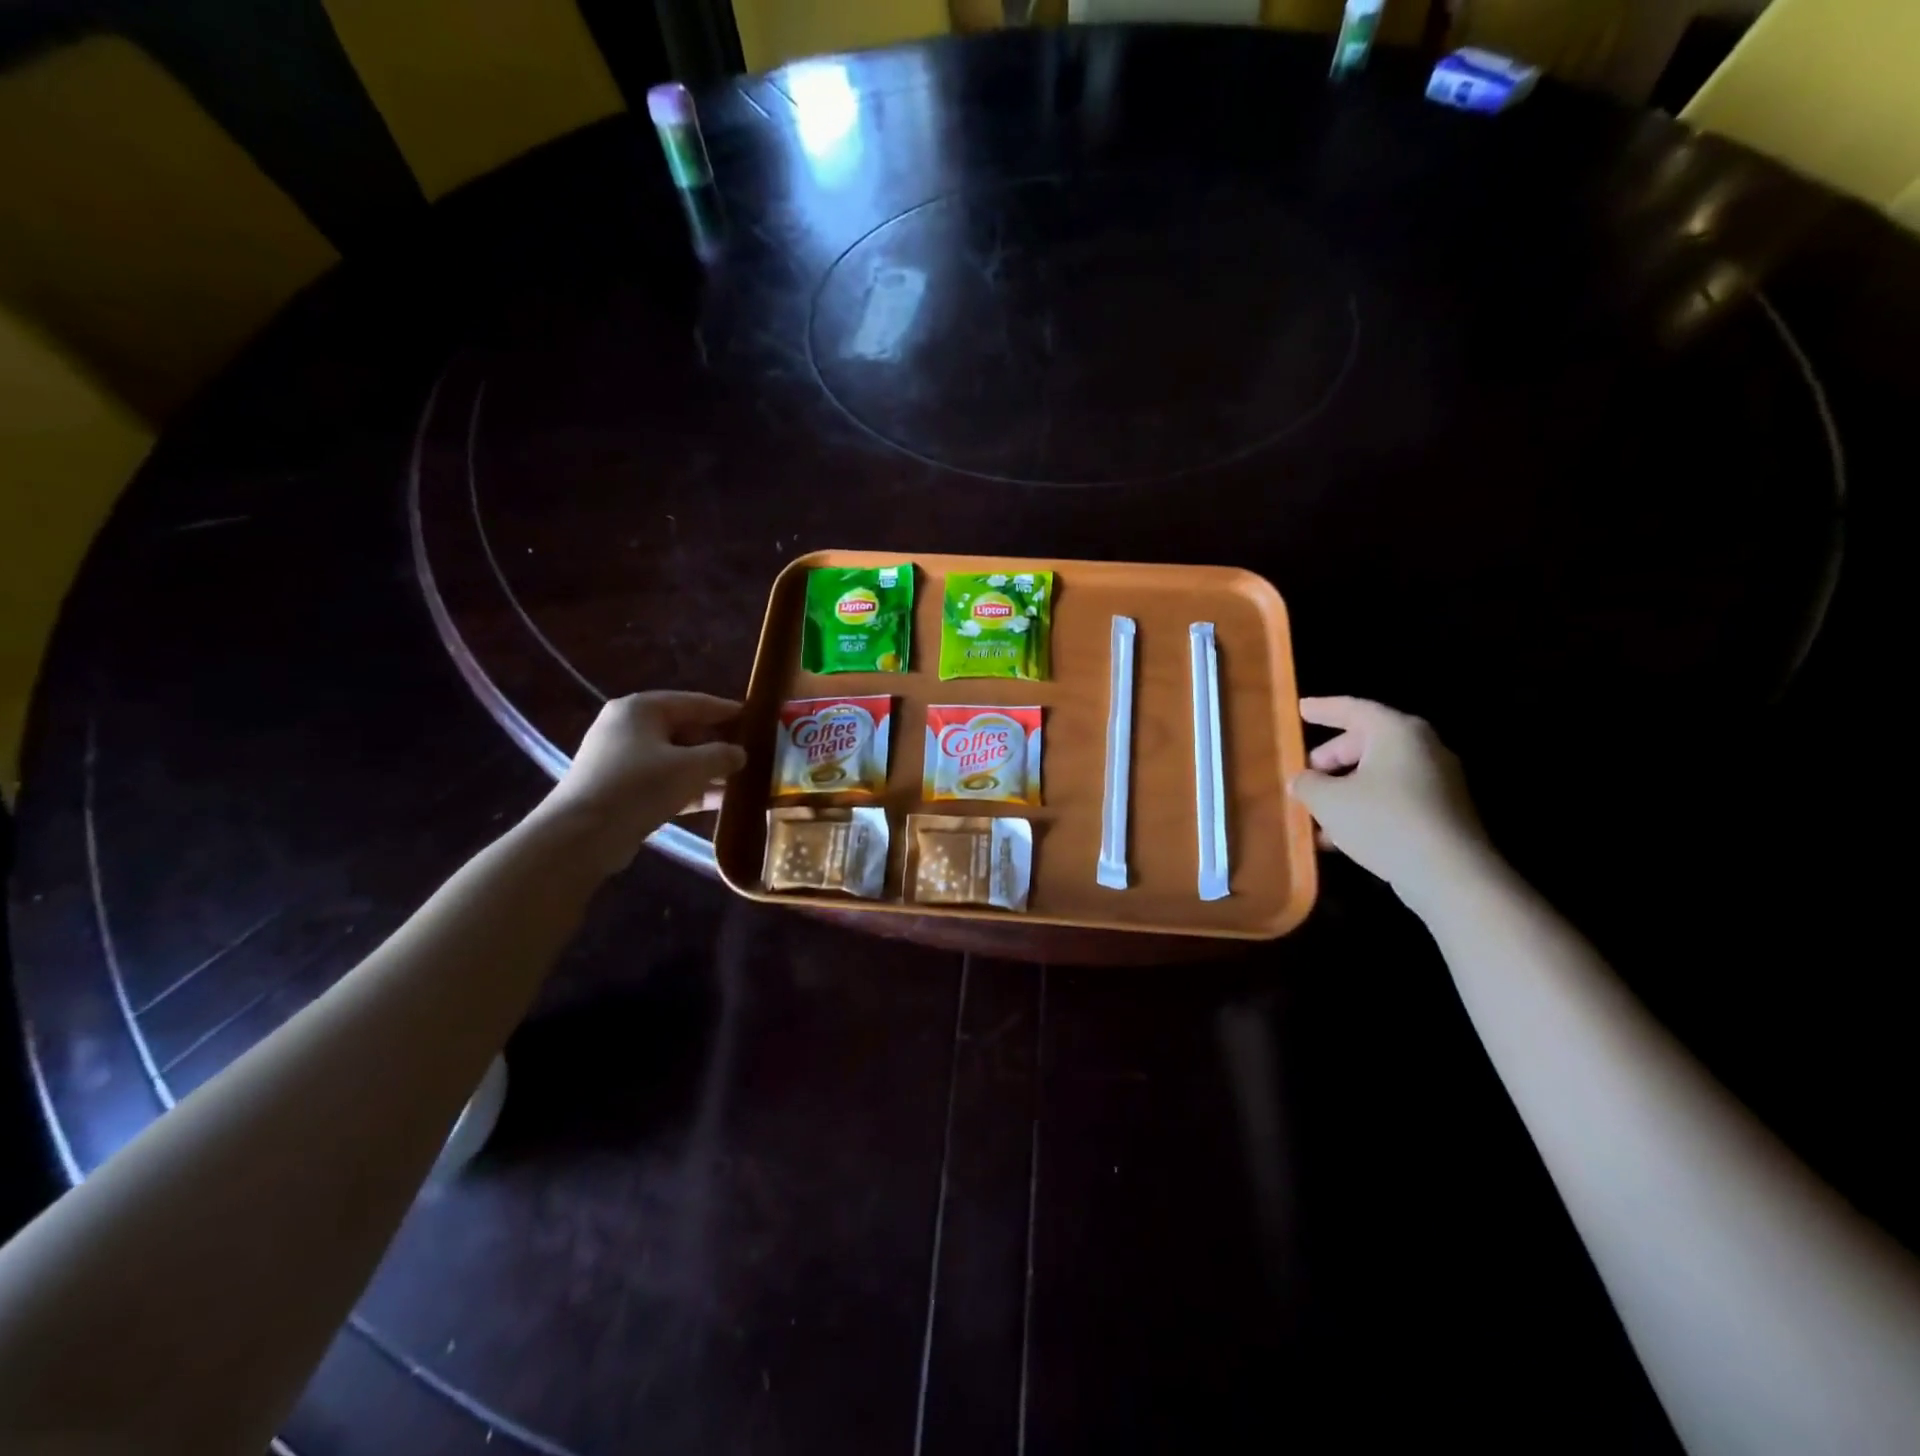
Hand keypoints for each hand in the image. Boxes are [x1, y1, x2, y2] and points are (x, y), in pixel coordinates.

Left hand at [536, 693, 747, 870]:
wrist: (582, 835)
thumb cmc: (640, 786)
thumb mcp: (691, 767)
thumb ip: (721, 755)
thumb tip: (740, 753)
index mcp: (641, 709)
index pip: (694, 702)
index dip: (726, 710)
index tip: (754, 717)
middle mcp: (627, 727)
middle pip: (683, 730)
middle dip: (716, 744)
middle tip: (749, 752)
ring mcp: (620, 759)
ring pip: (674, 758)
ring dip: (705, 770)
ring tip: (739, 779)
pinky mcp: (619, 789)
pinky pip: (663, 781)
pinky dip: (688, 788)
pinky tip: (718, 801)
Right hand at [1288, 697, 1491, 901]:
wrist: (1450, 875)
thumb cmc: (1383, 821)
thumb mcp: (1328, 800)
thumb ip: (1307, 784)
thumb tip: (1302, 780)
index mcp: (1397, 732)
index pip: (1354, 708)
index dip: (1323, 709)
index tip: (1300, 709)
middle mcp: (1423, 748)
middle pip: (1367, 742)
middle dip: (1332, 757)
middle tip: (1306, 773)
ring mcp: (1438, 781)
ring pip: (1379, 774)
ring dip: (1346, 789)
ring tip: (1317, 813)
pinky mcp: (1444, 812)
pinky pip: (1394, 797)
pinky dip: (1366, 806)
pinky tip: (1341, 836)